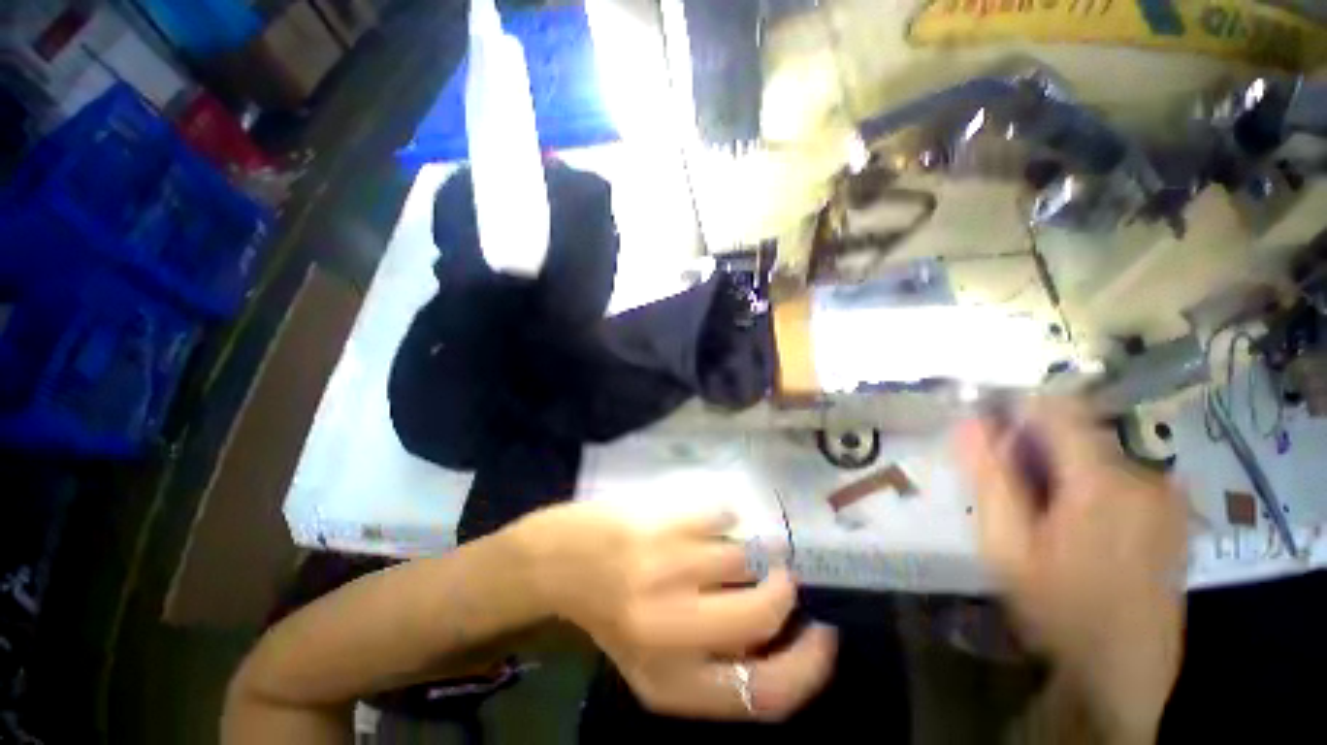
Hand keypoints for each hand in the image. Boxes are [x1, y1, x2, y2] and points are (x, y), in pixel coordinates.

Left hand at [513, 501, 836, 720]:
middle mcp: (673, 630)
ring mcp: (669, 568)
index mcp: (673, 682)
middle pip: (765, 613)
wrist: (559, 560)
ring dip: (752, 549)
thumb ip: (715, 660)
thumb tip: (777, 630)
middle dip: (783, 590)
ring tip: (730, 544)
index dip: (810, 666)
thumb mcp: (655, 662)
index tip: (822, 633)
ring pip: (746, 555)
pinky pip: (724, 513)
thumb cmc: (610, 612)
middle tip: (778, 575)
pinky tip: (709, 520)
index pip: (769, 695)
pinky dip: (728, 516)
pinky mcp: (664, 523)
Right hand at [957, 398, 1185, 739]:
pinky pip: (1120, 479)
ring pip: (1096, 458)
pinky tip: (1078, 532)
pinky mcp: (1174, 516)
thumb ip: (988, 478)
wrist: (1121, 675)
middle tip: (1013, 498)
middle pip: (1076, 435)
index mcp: (1104, 483)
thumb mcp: (1006, 547)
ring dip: (1062, 474)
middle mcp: (1146, 478)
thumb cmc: (1058, 610)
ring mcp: (1166, 497)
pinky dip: (1089, 489)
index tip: (988, 436)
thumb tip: (968, 422)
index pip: (1056, 410)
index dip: (1016, 412)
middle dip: (1035, 453)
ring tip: (1044, 521)